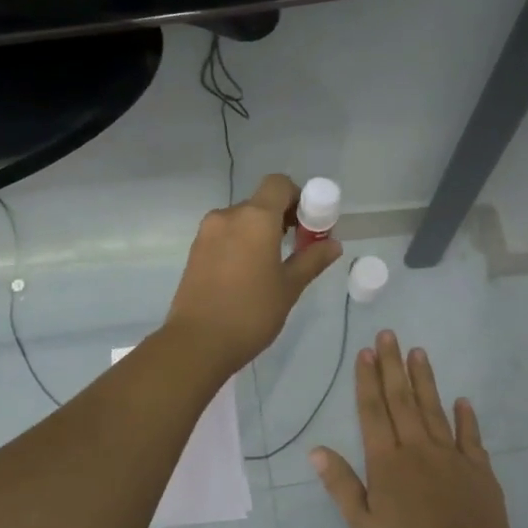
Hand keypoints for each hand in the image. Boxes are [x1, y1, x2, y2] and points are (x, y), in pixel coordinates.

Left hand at [164, 174, 343, 375]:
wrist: (197, 342)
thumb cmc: (251, 312)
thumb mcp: (289, 287)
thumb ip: (312, 260)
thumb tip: (333, 244)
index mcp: (255, 218)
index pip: (279, 184)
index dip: (298, 197)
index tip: (308, 225)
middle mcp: (228, 216)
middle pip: (260, 203)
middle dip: (281, 219)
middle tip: (296, 249)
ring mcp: (207, 233)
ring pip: (241, 220)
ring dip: (259, 233)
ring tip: (271, 267)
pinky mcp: (195, 251)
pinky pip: (224, 236)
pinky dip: (240, 244)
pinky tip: (247, 275)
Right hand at [310, 332, 518, 527]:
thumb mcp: (364, 524)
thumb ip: (341, 484)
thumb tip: (316, 449)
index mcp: (387, 462)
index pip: (373, 412)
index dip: (367, 381)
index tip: (366, 352)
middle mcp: (417, 449)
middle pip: (402, 400)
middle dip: (393, 366)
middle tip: (389, 334)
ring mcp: (451, 455)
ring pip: (434, 409)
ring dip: (425, 380)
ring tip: (419, 352)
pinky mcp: (478, 469)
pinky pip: (470, 436)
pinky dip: (466, 416)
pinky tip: (462, 400)